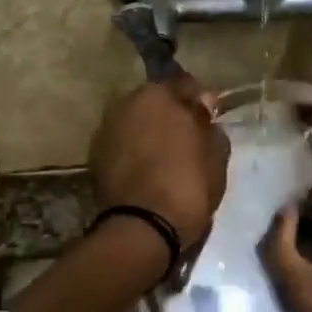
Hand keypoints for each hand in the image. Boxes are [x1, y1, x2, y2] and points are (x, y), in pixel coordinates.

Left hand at [88, 73, 230, 247]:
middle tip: (187, 137)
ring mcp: (106, 129)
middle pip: (155, 101)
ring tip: (165, 156)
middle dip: (170, 114)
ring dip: (149, 131)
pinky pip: (122, 144)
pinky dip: (133, 150)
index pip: (185, 84)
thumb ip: (209, 123)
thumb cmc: (189, 184)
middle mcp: (126, 103)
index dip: (200, 100)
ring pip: (136, 122)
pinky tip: (146, 169)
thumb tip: (201, 106)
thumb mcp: (216, 153)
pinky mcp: (95, 156)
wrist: (143, 228)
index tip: (209, 118)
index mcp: (158, 95)